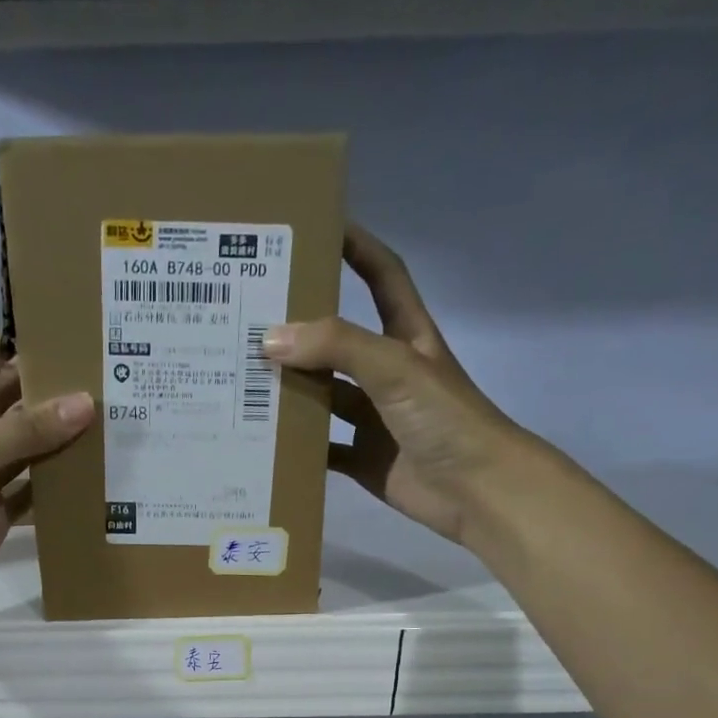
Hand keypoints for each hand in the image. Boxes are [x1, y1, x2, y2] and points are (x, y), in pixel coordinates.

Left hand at [0, 334, 92, 619]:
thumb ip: (27, 430)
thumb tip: (86, 403)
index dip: (9, 343)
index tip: (55, 329)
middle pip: (13, 403)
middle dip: (47, 389)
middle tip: (100, 374)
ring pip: (31, 448)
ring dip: (61, 438)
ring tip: (110, 418)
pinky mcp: (3, 513)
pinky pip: (37, 493)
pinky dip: (61, 486)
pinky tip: (95, 475)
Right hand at [262, 225, 530, 545]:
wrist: (476, 490)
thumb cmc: (445, 418)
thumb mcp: (395, 368)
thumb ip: (338, 347)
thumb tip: (271, 338)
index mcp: (406, 337)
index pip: (382, 277)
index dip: (356, 248)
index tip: (316, 228)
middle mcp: (387, 373)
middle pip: (338, 341)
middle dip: (300, 329)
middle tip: (250, 318)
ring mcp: (374, 419)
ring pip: (324, 397)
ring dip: (291, 391)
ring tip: (241, 380)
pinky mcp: (363, 459)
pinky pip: (322, 449)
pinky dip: (297, 447)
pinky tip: (262, 439)